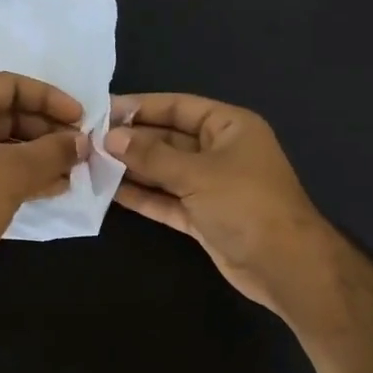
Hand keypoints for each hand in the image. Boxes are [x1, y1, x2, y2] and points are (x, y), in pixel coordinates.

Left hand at [0, 73, 88, 289]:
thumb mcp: (15, 172)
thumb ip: (53, 152)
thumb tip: (81, 143)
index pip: (10, 85)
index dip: (49, 97)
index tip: (79, 117)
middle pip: (9, 115)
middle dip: (47, 131)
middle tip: (79, 149)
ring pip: (4, 145)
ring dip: (39, 155)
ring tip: (73, 171)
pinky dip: (23, 174)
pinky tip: (53, 188)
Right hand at [106, 93, 334, 314]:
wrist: (284, 265)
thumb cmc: (246, 204)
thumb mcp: (197, 173)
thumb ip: (152, 155)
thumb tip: (110, 138)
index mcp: (229, 127)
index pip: (178, 107)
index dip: (141, 107)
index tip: (103, 110)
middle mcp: (219, 151)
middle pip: (168, 139)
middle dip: (132, 140)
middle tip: (89, 141)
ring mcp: (210, 185)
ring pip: (165, 171)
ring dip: (133, 169)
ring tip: (91, 163)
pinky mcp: (202, 216)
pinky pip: (167, 200)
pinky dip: (143, 196)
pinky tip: (111, 192)